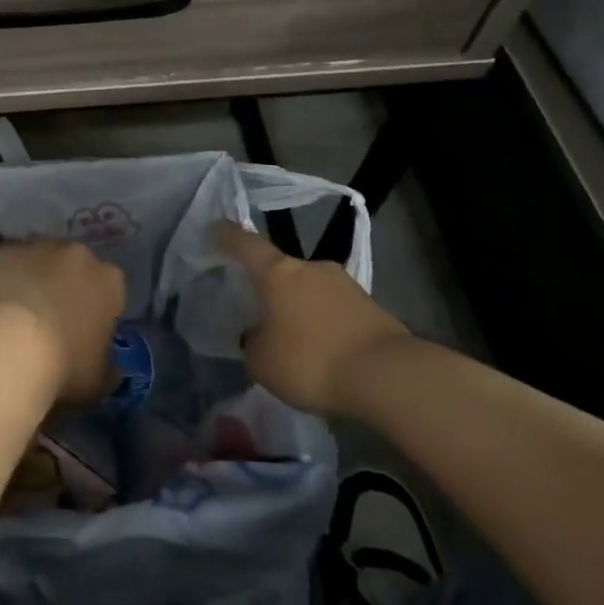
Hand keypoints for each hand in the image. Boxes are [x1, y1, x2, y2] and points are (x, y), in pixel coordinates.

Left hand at [0, 241, 125, 405]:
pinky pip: (11, 263)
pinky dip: (8, 277)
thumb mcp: (98, 381)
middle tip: (54, 321)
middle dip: (69, 288)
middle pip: (78, 268)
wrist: (9, 346)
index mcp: (110, 281)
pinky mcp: (6, 251)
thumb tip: (111, 368)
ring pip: (43, 261)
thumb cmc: (63, 366)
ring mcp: (40, 248)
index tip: (87, 333)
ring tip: (21, 314)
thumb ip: (108, 369)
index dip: (100, 312)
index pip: (112, 291)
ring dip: (38, 279)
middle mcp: (79, 255)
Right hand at [214, 222, 411, 416]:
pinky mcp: (370, 305)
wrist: (387, 375)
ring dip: (300, 308)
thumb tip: (259, 334)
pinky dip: (325, 324)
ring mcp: (344, 283)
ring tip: (296, 340)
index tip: (216, 229)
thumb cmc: (311, 361)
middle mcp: (311, 268)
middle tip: (261, 313)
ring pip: (310, 291)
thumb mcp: (262, 362)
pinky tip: (325, 352)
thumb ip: (253, 342)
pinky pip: (335, 310)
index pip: (246, 245)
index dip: (228, 236)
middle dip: (271, 289)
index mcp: (278, 273)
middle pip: (282, 271)